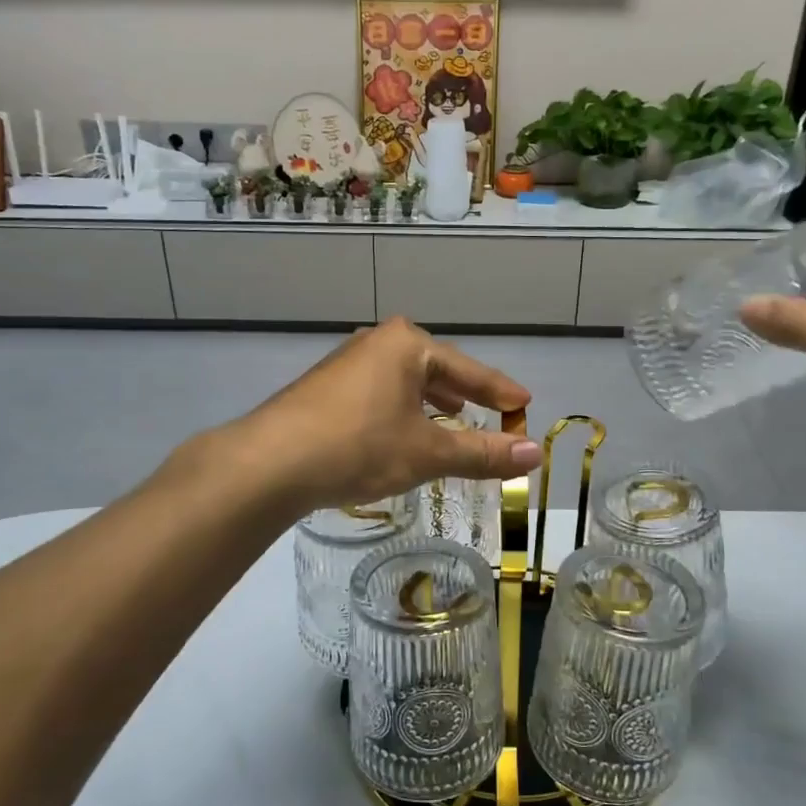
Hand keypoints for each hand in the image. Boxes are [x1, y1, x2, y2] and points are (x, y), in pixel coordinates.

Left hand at [234, 318, 543, 513]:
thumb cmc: (359, 447)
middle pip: (436, 368)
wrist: (270, 462)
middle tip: (495, 412)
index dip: (500, 391)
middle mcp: (377, 342)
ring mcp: (347, 362)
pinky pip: (380, 392)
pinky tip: (403, 429)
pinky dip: (403, 409)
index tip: (525, 404)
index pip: (469, 369)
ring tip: (454, 418)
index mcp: (407, 344)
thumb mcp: (427, 451)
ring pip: (405, 380)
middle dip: (466, 393)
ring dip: (433, 401)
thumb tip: (535, 454)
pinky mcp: (325, 387)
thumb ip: (483, 452)